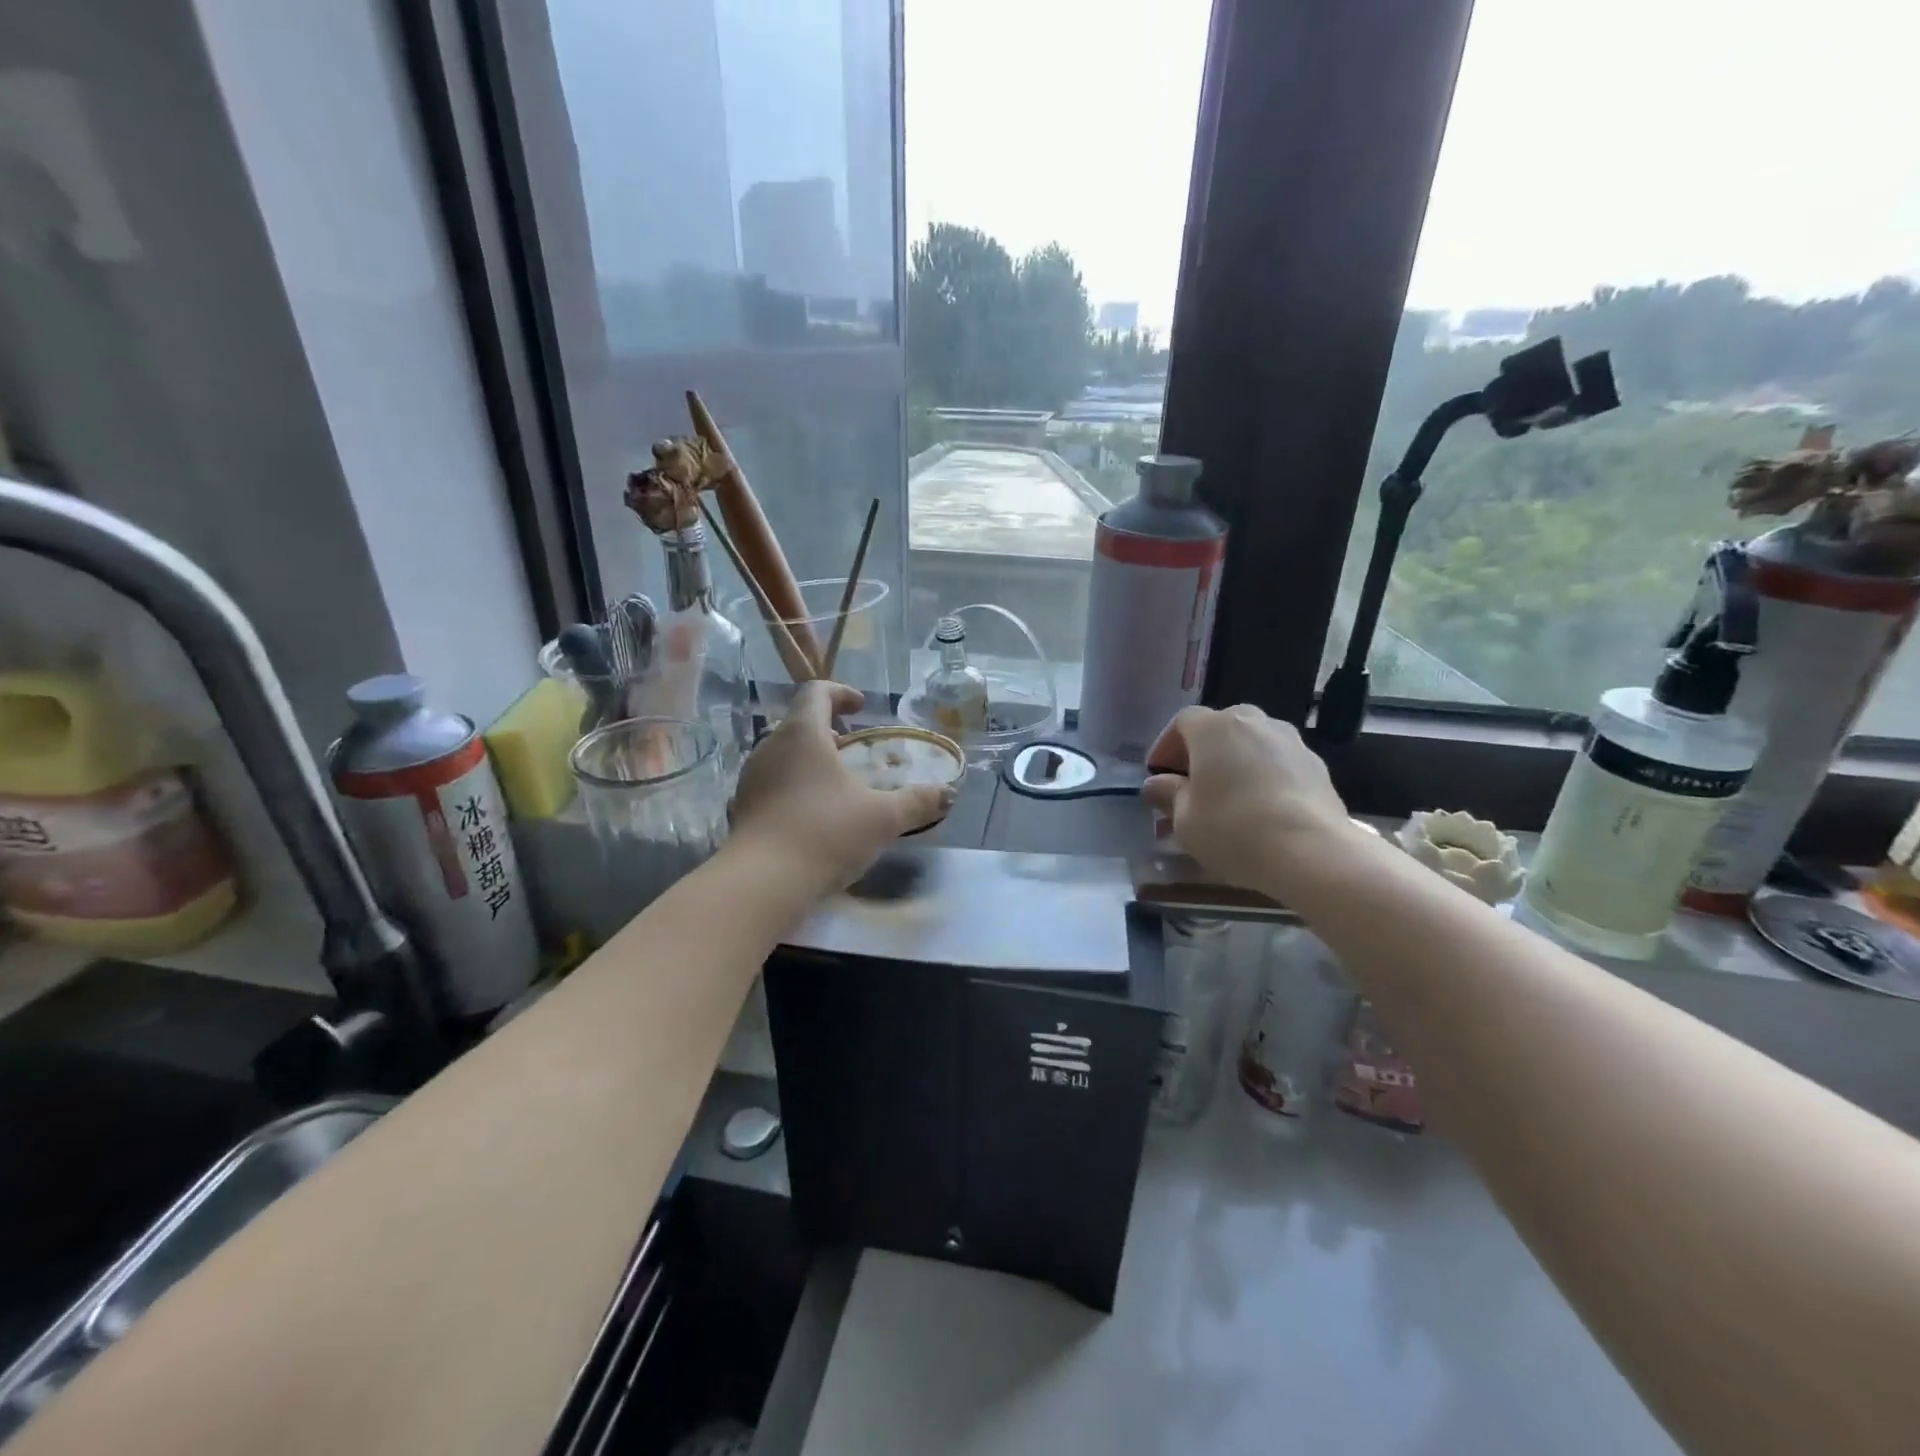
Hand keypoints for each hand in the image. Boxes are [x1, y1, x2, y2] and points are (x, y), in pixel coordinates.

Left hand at [728, 681, 955, 897]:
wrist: (762, 883)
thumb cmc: (825, 834)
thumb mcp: (882, 818)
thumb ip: (916, 802)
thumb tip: (947, 794)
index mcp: (802, 734)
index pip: (817, 692)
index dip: (841, 694)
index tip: (862, 708)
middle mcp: (770, 747)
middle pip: (799, 724)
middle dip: (829, 731)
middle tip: (855, 750)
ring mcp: (751, 779)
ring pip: (784, 755)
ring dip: (811, 761)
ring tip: (838, 786)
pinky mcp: (742, 809)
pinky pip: (773, 784)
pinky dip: (795, 787)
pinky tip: (815, 817)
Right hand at [1141, 704, 1354, 897]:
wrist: (1311, 851)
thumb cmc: (1232, 828)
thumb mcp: (1184, 819)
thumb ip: (1168, 795)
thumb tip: (1157, 785)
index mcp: (1214, 728)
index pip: (1182, 722)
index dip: (1166, 746)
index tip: (1158, 774)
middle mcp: (1253, 722)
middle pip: (1220, 727)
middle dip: (1202, 751)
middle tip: (1192, 783)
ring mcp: (1290, 740)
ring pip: (1252, 742)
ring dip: (1235, 761)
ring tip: (1228, 795)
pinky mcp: (1317, 765)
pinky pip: (1278, 762)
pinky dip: (1264, 776)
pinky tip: (1261, 807)